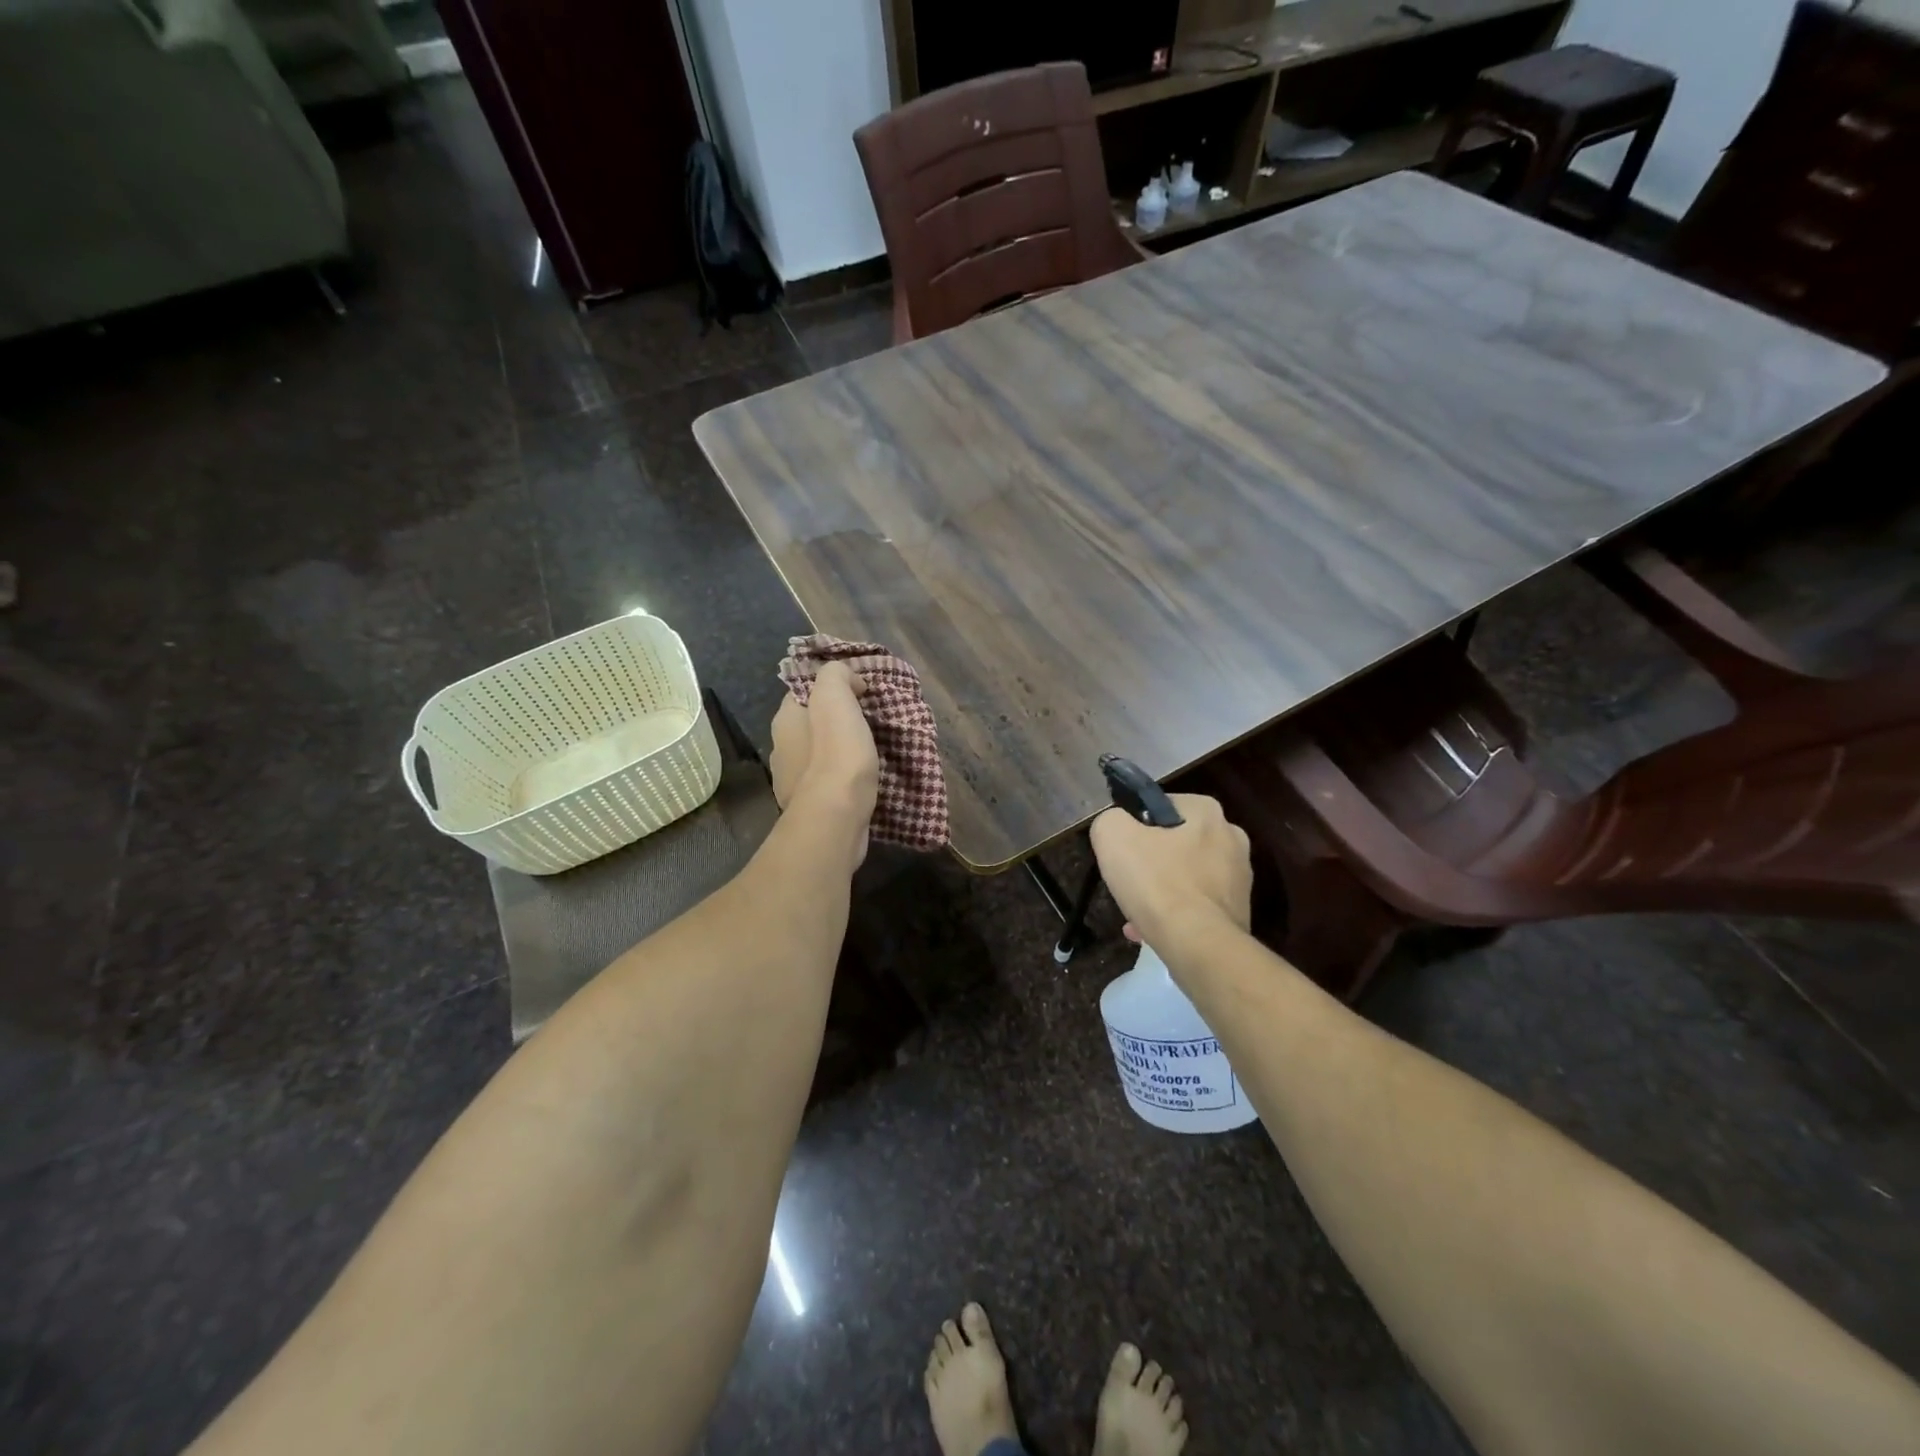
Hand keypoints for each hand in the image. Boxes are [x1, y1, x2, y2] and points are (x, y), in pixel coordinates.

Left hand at [769, 662, 878, 844]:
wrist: (835, 817)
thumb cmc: (835, 754)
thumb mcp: (835, 697)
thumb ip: (837, 676)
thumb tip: (850, 681)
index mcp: (784, 721)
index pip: (803, 692)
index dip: (831, 687)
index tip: (861, 691)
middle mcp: (781, 749)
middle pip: (812, 724)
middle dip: (837, 721)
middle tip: (870, 720)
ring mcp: (792, 782)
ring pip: (819, 755)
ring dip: (841, 751)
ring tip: (871, 751)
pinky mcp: (809, 808)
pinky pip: (828, 782)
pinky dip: (843, 778)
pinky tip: (863, 780)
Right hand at [1090, 793, 1251, 950]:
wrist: (1198, 946)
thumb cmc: (1156, 882)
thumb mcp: (1112, 835)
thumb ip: (1111, 819)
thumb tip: (1118, 826)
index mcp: (1207, 811)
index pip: (1161, 806)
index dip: (1135, 827)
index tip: (1122, 850)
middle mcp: (1232, 838)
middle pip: (1175, 844)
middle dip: (1149, 864)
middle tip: (1127, 883)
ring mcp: (1239, 877)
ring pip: (1185, 877)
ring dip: (1160, 893)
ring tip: (1136, 916)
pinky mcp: (1239, 912)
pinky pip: (1196, 906)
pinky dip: (1175, 915)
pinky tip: (1151, 932)